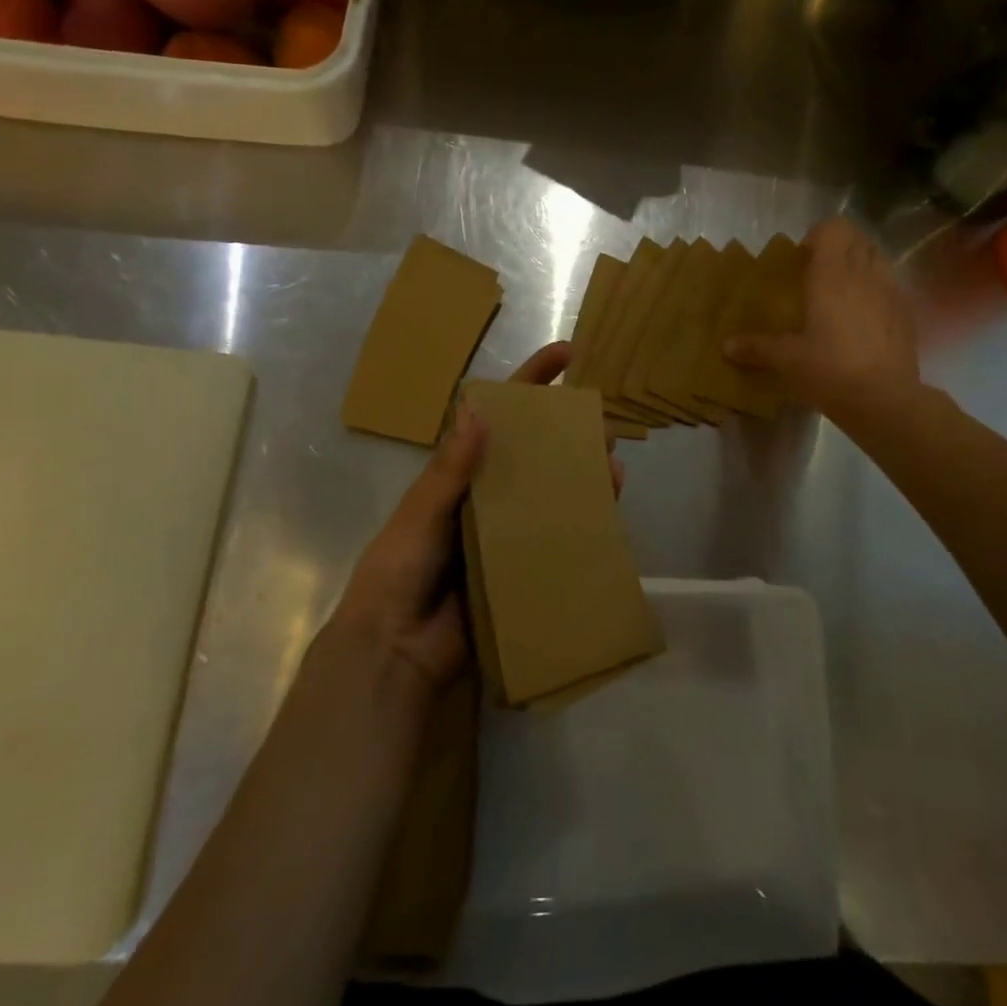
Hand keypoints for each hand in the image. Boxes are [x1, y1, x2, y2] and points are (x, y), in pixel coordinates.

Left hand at [329, 341, 618, 698]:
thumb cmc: (399, 571)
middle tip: (600, 419)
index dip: (530, 383)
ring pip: (553, 491)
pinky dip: (584, 519)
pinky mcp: (525, 566)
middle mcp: (488, 496)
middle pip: (534, 453)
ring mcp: (509, 532)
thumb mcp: (421, 514)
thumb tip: (482, 413)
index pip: (497, 418)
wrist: (395, 651)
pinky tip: (608, 508)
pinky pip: (559, 536)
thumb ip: (450, 470)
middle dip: (566, 431)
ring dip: (582, 473)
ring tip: (611, 460)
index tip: (566, 354)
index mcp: (459, 475)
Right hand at [723, 217, 919, 415]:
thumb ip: (756, 347)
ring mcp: (891, 291)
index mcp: (832, 274)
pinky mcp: (907, 313)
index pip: (833, 228)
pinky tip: (865, 318)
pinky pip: (891, 285)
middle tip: (819, 273)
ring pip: (878, 258)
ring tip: (843, 292)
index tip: (803, 258)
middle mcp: (864, 273)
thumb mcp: (787, 359)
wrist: (884, 400)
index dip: (818, 235)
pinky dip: (877, 289)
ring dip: (861, 264)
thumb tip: (725, 346)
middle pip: (857, 238)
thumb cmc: (829, 370)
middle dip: (839, 247)